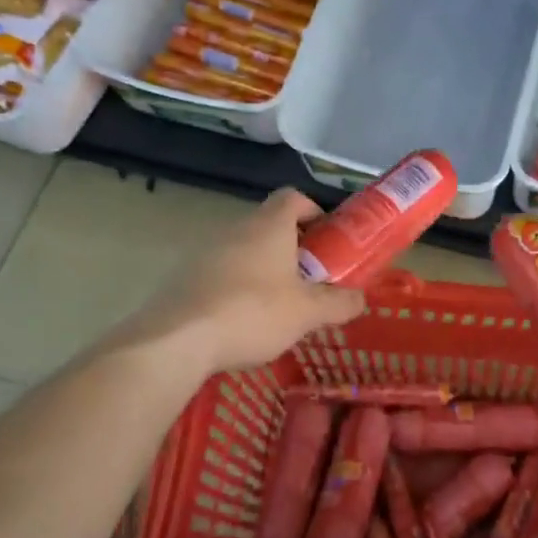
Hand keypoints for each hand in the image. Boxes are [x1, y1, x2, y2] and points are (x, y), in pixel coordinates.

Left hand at [121, 188, 366, 373]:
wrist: (176, 339)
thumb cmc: (253, 313)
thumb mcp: (308, 313)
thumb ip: (339, 303)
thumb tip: (360, 298)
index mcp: (269, 226)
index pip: (293, 197)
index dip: (313, 211)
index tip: (326, 239)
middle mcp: (236, 228)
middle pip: (268, 225)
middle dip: (292, 248)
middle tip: (309, 279)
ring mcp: (205, 251)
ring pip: (243, 250)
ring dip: (263, 269)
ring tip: (278, 305)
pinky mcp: (184, 276)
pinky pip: (219, 272)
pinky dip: (236, 287)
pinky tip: (242, 321)